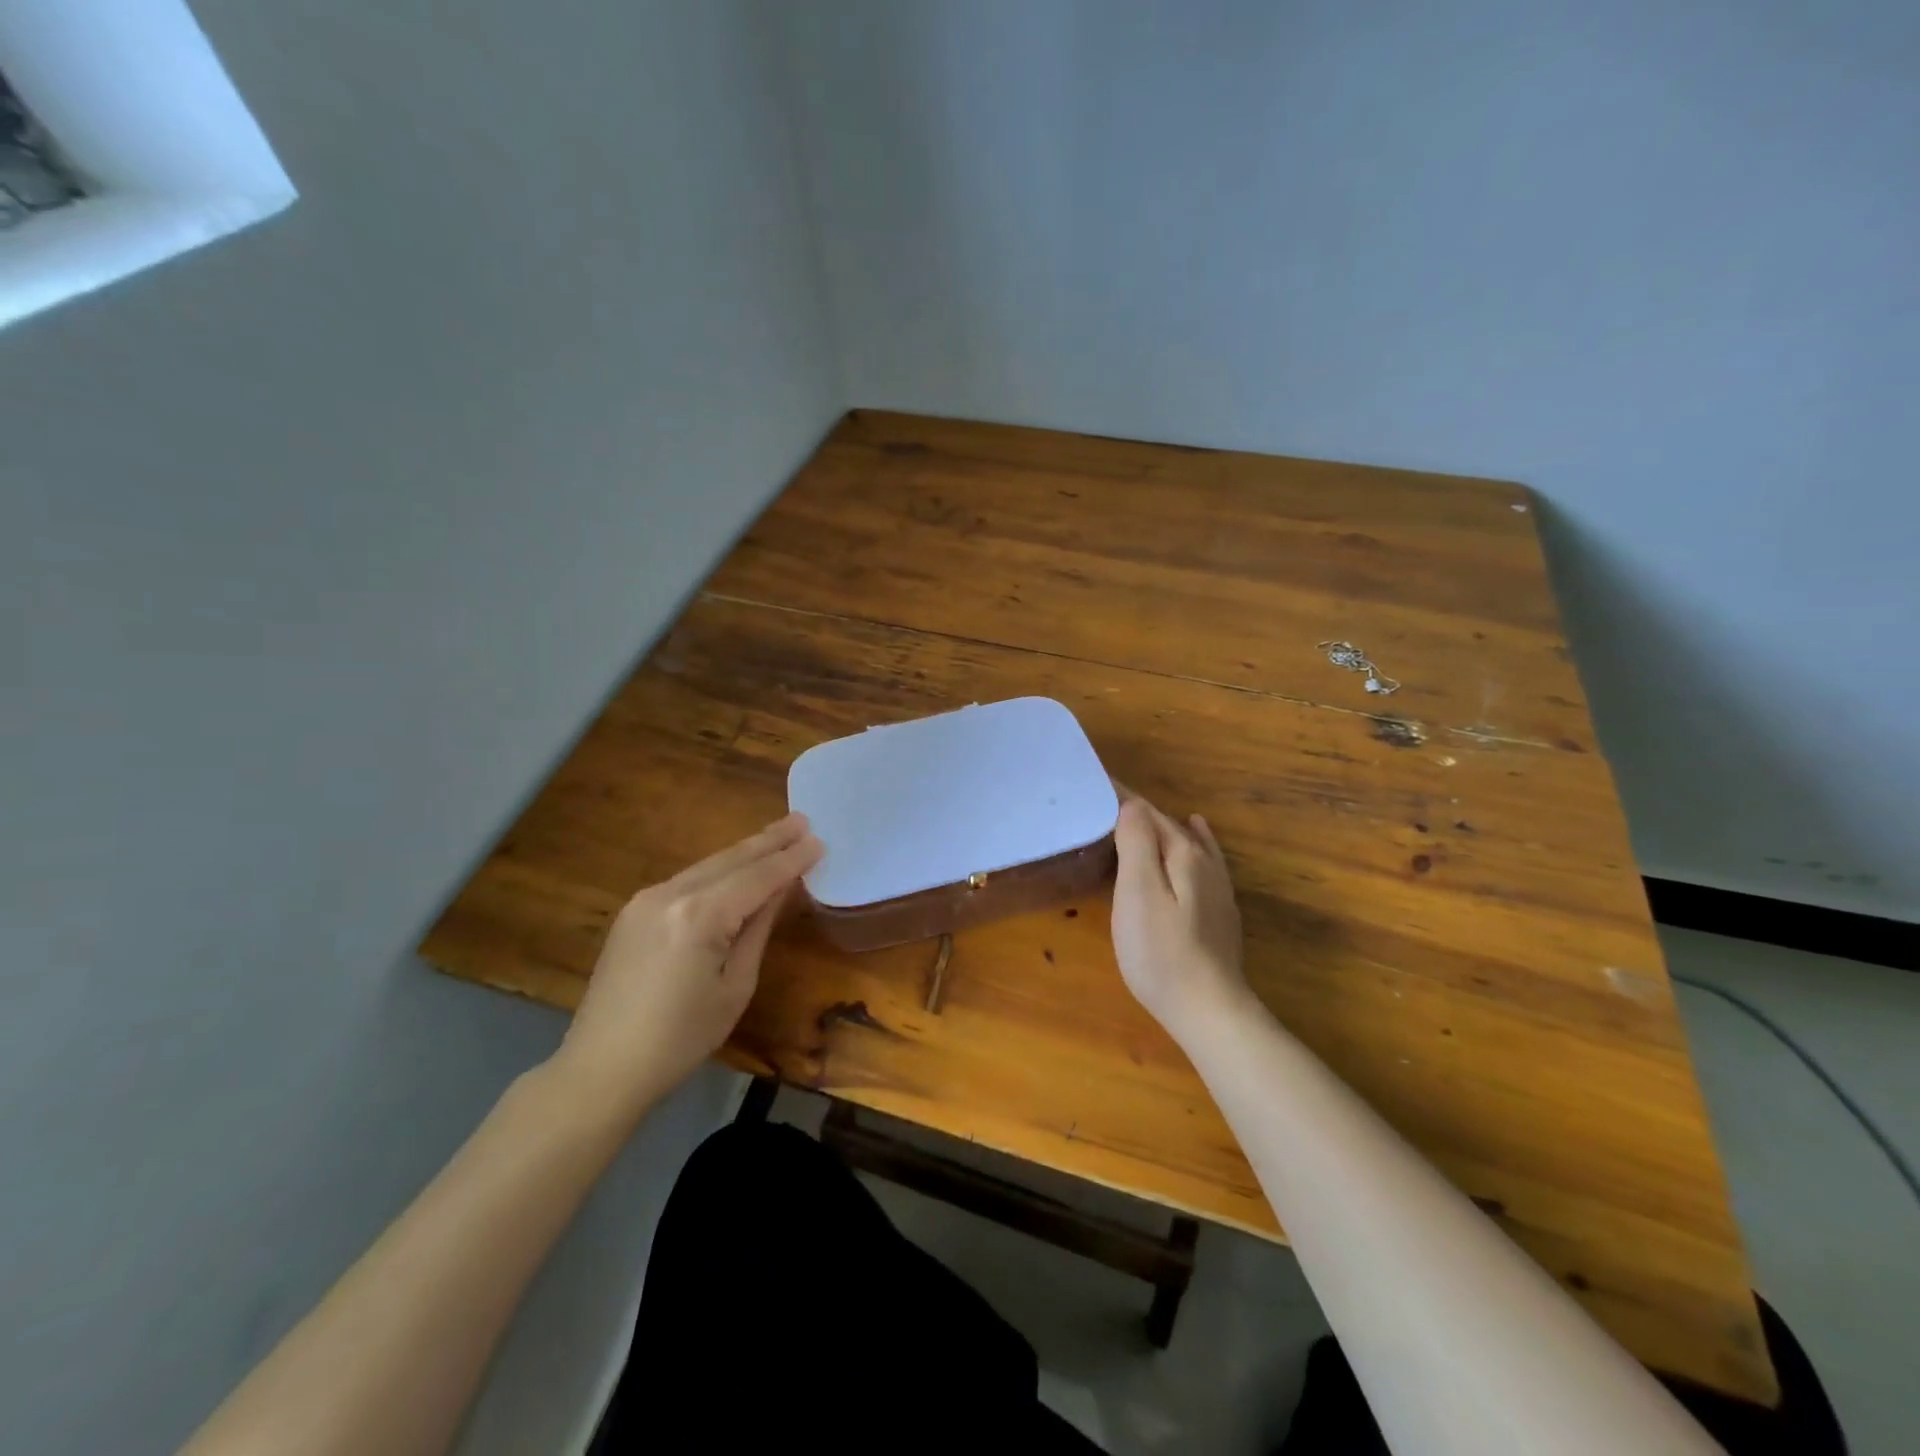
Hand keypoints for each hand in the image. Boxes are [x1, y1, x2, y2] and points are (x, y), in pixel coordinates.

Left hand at [551, 813, 822, 1117]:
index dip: (791, 859)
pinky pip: (687, 880)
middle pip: (731, 859)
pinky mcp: (633, 912)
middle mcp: (670, 894)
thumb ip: (758, 928)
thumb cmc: (681, 1038)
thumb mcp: (735, 985)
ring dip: (745, 851)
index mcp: (700, 915)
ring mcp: (646, 900)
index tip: (820, 840)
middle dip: (770, 840)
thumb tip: (780, 889)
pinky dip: (719, 870)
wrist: (601, 1069)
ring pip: (708, 865)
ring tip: (778, 835)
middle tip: (803, 820)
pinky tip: (737, 866)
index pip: (758, 877)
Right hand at [1111, 791, 1250, 1043]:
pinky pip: (1203, 858)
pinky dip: (1194, 839)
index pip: (1147, 812)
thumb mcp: (1138, 893)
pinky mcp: (1218, 911)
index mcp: (1183, 854)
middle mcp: (1204, 863)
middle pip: (1167, 825)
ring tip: (1136, 812)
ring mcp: (1216, 888)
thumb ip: (1136, 844)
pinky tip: (1197, 831)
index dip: (1120, 797)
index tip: (1092, 783)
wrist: (1209, 1010)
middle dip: (1136, 810)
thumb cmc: (1161, 952)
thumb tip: (1132, 805)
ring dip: (1160, 825)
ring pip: (1185, 841)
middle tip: (1101, 802)